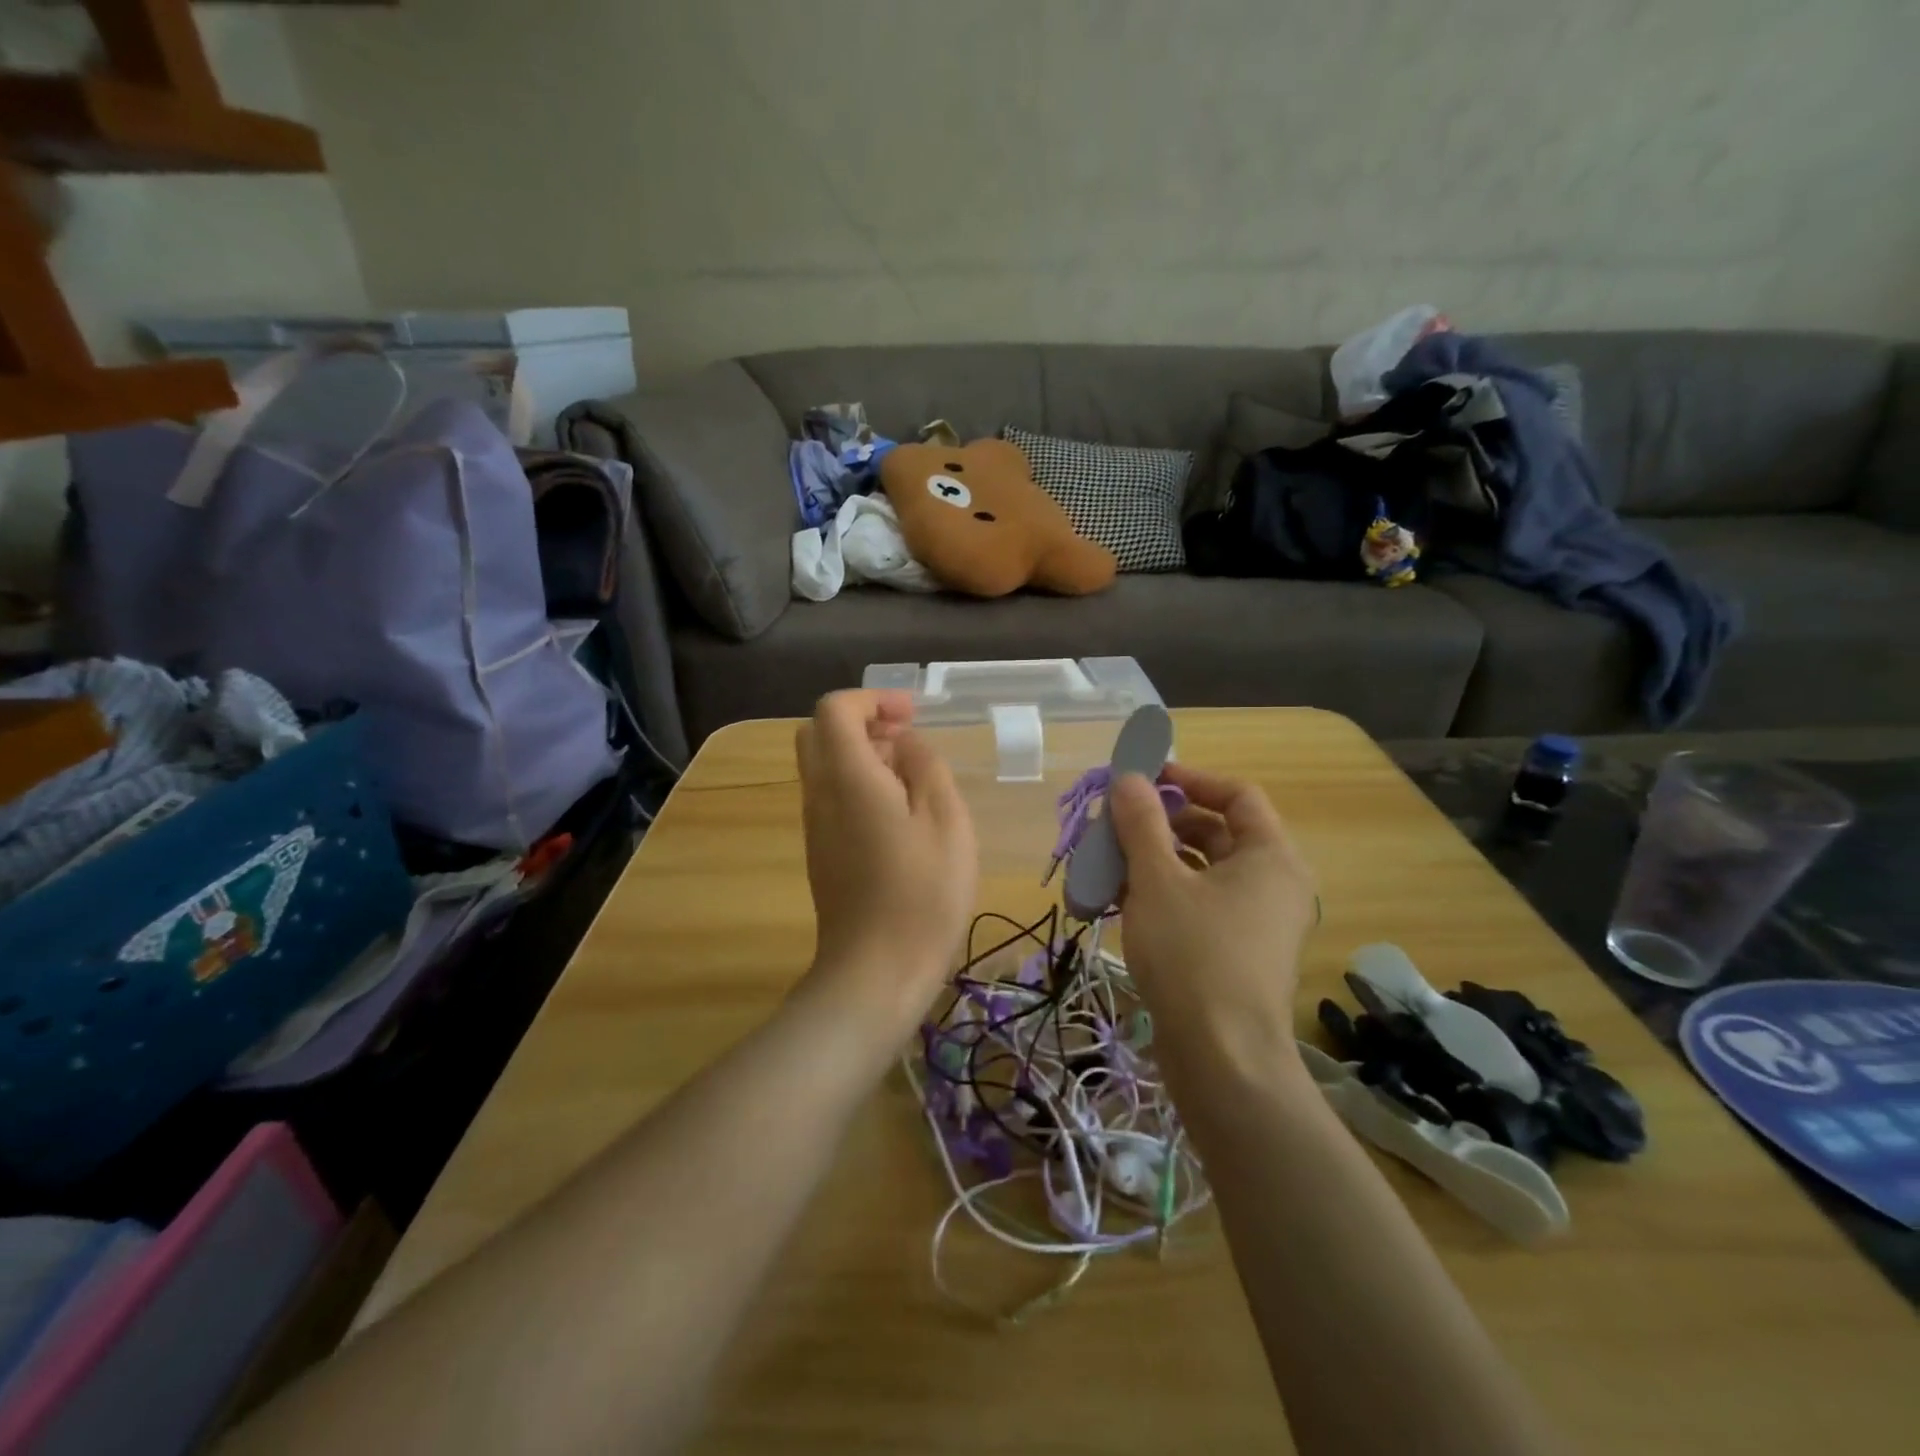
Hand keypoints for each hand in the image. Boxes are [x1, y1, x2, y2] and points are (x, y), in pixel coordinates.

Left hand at [794, 691, 977, 1031]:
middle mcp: (819, 795)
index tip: (911, 715)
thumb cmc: (922, 894)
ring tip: (913, 779)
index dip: (872, 699)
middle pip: (819, 733)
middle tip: (906, 739)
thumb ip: (926, 768)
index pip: (834, 710)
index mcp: (847, 778)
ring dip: (862, 755)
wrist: (876, 972)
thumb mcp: (946, 821)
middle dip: (862, 722)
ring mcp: (816, 826)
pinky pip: (831, 797)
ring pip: (824, 766)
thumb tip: (906, 744)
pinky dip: (859, 784)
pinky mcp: (822, 852)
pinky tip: (900, 815)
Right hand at [1108, 764, 1317, 1079]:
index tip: (1143, 779)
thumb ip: (1142, 822)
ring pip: (1201, 871)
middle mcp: (1272, 883)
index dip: (1190, 779)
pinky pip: (1198, 904)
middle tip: (1114, 823)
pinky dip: (1161, 894)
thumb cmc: (1193, 954)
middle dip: (1160, 824)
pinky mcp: (1235, 952)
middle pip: (1215, 832)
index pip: (1236, 794)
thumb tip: (1129, 778)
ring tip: (1105, 863)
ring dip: (1153, 860)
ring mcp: (1255, 921)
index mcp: (1270, 856)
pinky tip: (1116, 901)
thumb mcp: (1158, 880)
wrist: (1221, 1058)